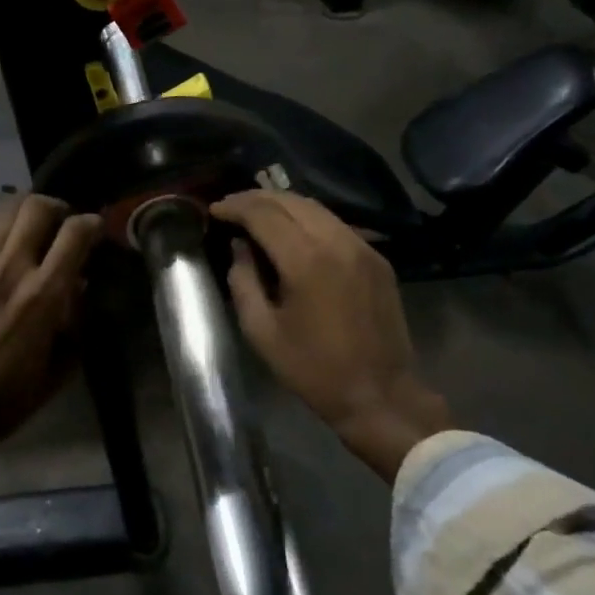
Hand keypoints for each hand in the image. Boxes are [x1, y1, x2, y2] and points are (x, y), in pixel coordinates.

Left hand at [0, 194, 102, 555]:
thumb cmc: (10, 397)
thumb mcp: (62, 364)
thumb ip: (76, 319)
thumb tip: (79, 284)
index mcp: (44, 294)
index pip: (75, 233)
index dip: (92, 223)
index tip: (94, 229)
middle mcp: (11, 269)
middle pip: (37, 207)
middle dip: (57, 207)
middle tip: (61, 222)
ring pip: (3, 210)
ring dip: (23, 211)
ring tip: (29, 224)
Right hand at [211, 190, 447, 480]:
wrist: (380, 395)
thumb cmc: (313, 369)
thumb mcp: (262, 331)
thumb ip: (243, 281)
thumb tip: (239, 247)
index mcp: (305, 260)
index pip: (263, 214)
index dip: (235, 207)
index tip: (214, 210)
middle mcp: (337, 241)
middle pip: (290, 201)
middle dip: (255, 199)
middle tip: (231, 208)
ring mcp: (362, 247)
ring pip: (315, 207)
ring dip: (282, 205)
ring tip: (257, 215)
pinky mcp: (376, 258)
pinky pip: (335, 224)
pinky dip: (307, 219)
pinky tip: (292, 232)